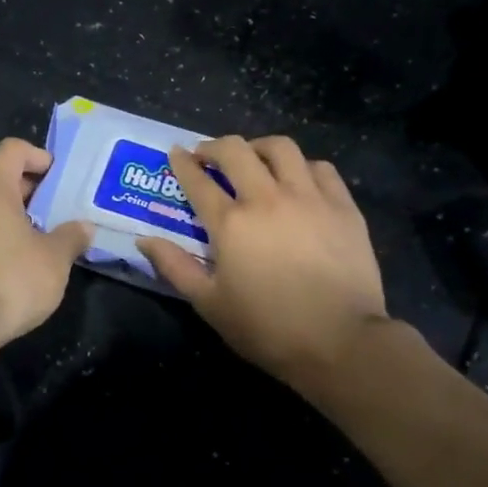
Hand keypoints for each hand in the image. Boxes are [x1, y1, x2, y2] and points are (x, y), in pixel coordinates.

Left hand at [0, 138, 91, 349]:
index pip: (12, 149)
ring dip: (8, 210)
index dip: (38, 156)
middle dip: (23, 183)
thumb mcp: (55, 259)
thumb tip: (84, 227)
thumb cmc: (12, 278)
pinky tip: (14, 258)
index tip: (59, 178)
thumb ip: (71, 237)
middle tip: (50, 203)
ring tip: (37, 232)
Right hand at [138, 136, 388, 389]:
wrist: (339, 340)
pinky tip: (299, 179)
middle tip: (208, 155)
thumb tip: (144, 240)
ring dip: (259, 147)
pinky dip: (303, 166)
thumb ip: (175, 267)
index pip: (198, 181)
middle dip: (215, 146)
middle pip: (236, 151)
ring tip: (254, 158)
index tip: (176, 154)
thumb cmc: (267, 328)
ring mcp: (310, 198)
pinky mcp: (343, 206)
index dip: (182, 163)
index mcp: (231, 223)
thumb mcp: (209, 304)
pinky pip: (321, 169)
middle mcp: (267, 198)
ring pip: (281, 149)